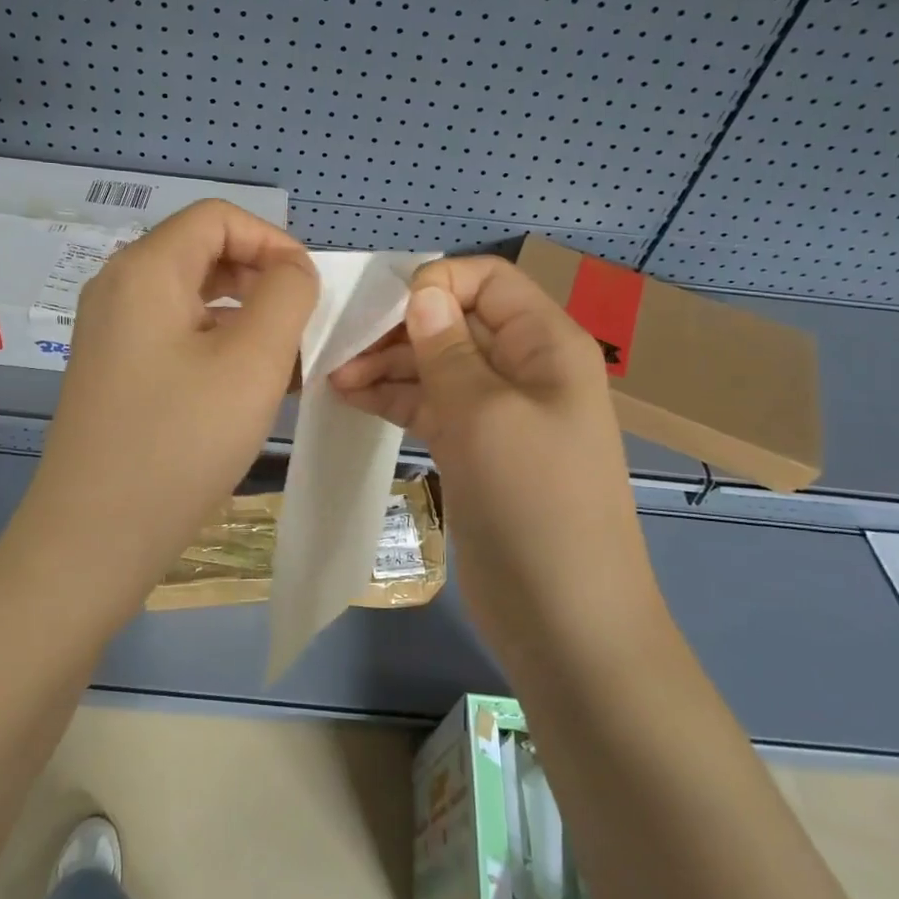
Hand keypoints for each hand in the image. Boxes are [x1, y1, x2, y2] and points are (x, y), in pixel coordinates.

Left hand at [13, 200, 316, 611]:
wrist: (93, 537)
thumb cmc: (179, 442)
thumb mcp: (253, 361)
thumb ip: (286, 295)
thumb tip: (292, 269)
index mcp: (145, 269)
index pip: (218, 218)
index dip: (273, 241)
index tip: (309, 290)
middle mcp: (119, 287)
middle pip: (203, 253)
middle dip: (262, 281)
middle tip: (303, 329)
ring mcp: (110, 331)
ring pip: (193, 299)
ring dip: (246, 319)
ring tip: (288, 365)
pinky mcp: (114, 370)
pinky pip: (175, 336)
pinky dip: (218, 347)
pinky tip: (250, 390)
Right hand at [329, 256, 659, 647]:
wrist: (565, 618)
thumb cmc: (534, 501)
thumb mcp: (485, 414)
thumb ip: (447, 348)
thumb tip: (421, 290)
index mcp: (545, 344)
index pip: (488, 281)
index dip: (436, 283)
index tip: (383, 309)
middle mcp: (524, 368)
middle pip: (455, 321)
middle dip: (399, 327)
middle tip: (341, 348)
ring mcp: (498, 412)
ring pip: (436, 365)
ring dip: (387, 365)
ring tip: (333, 378)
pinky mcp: (474, 449)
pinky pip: (430, 405)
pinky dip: (394, 398)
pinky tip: (351, 399)